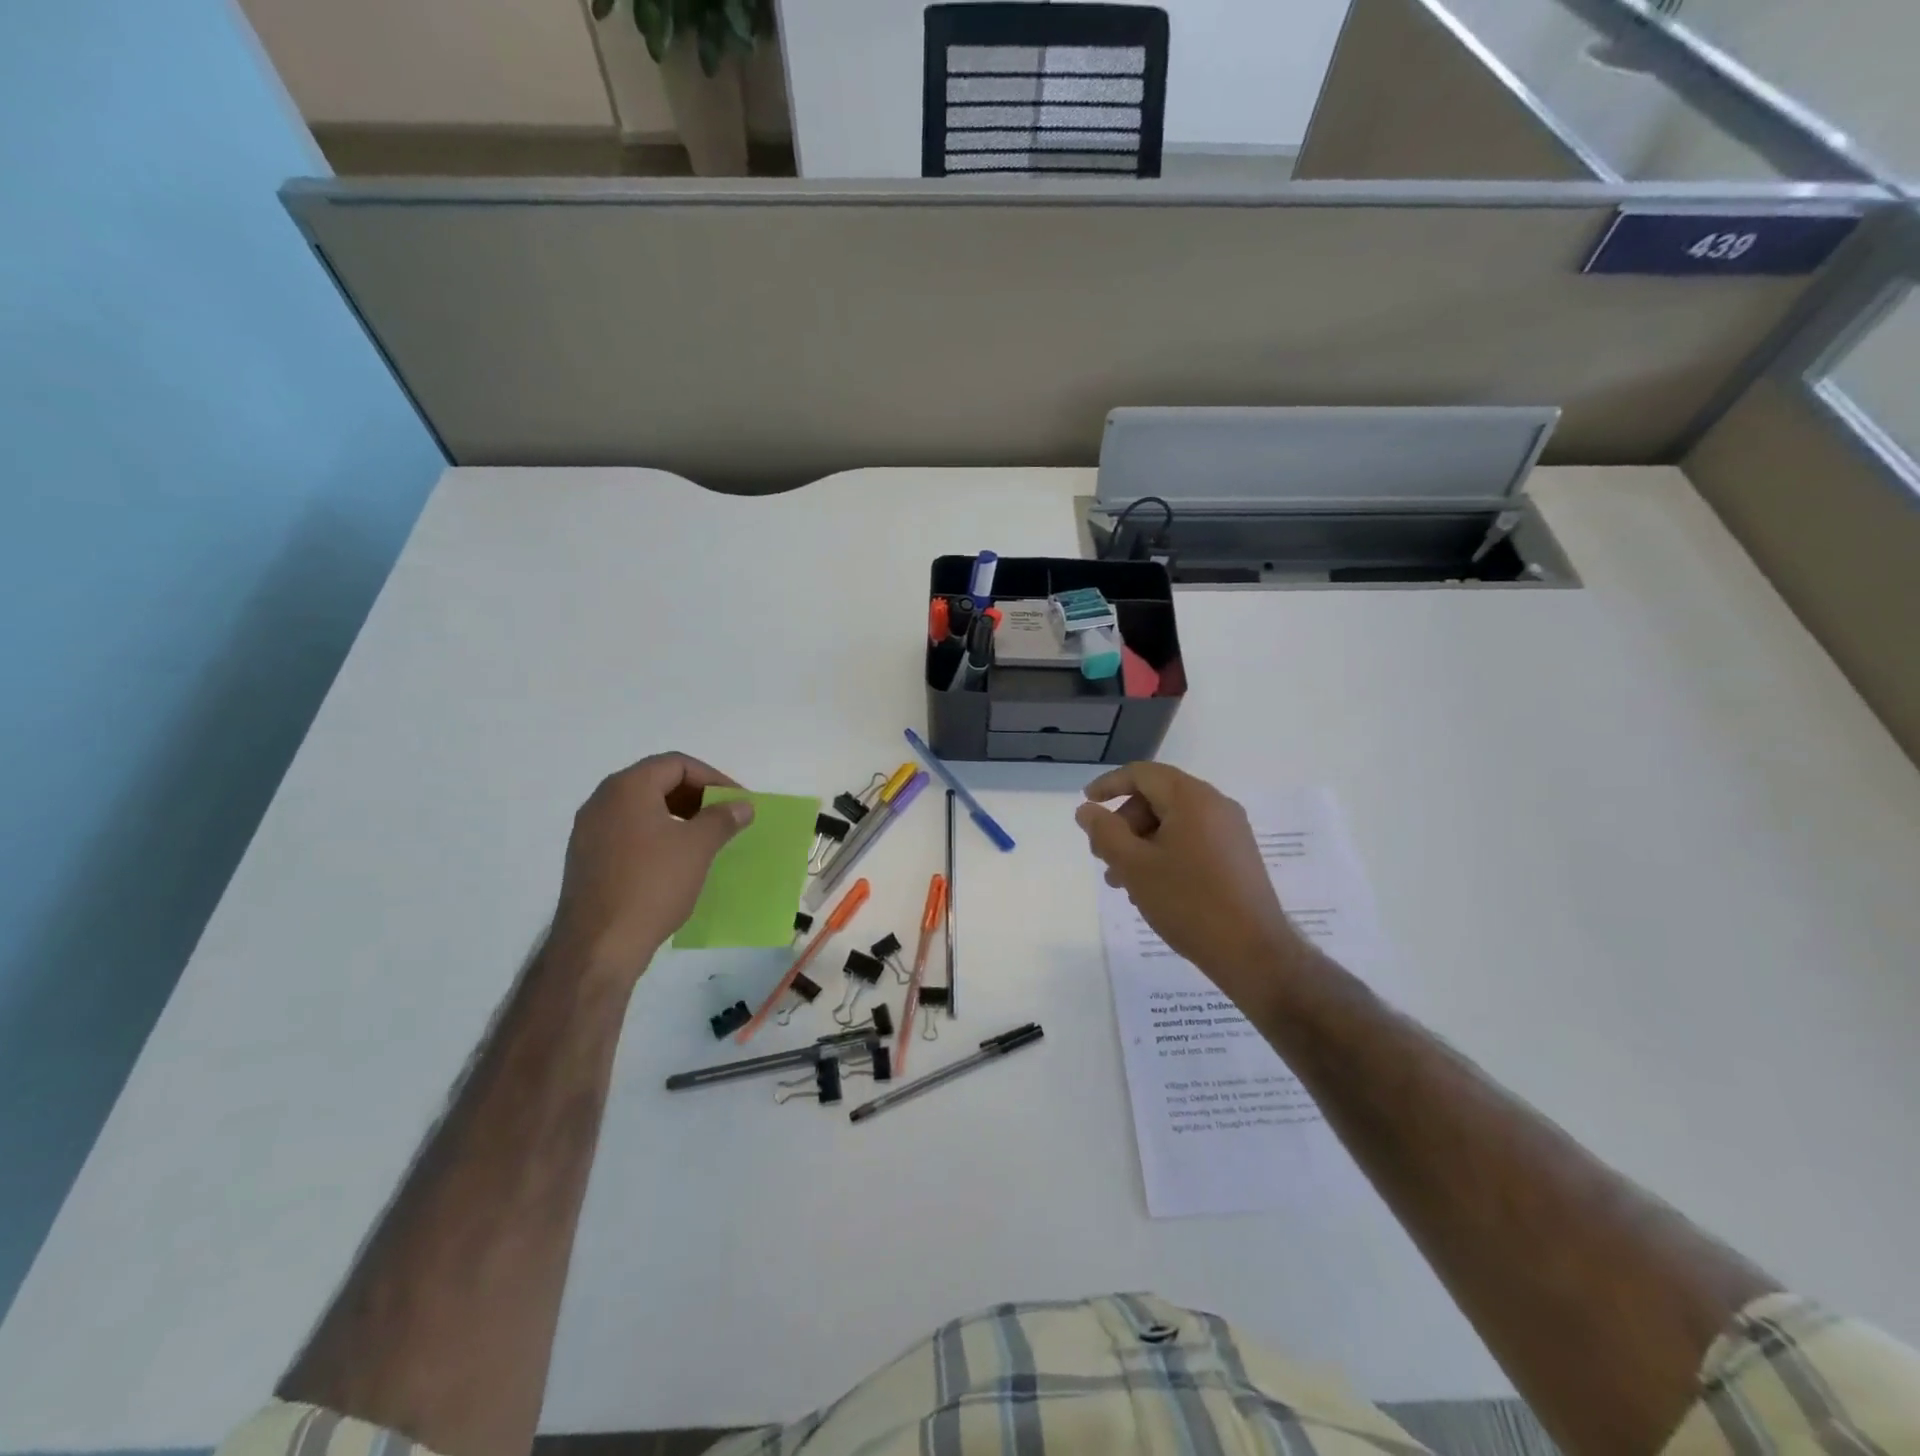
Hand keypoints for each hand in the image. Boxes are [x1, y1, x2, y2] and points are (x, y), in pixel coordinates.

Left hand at [551, 753, 753, 982]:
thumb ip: (722, 818)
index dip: (713, 778)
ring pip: (642, 808)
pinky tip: (675, 861)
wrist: (598, 946)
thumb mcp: (697, 847)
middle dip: (696, 796)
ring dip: (677, 816)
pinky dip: (656, 836)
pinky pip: (628, 832)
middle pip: (657, 782)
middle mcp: (602, 801)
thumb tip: (741, 805)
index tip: (737, 801)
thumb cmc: (652, 885)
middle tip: (725, 817)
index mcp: (627, 788)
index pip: (676, 764)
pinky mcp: (586, 859)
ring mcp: (589, 831)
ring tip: (705, 839)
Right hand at [1076, 762, 1311, 1009]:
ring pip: (1173, 823)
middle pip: (1157, 798)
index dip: (1109, 785)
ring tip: (1121, 881)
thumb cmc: (1188, 902)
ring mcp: (1231, 832)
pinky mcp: (1237, 857)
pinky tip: (1151, 888)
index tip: (1086, 804)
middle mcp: (1216, 806)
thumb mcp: (1134, 866)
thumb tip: (1086, 809)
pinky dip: (1165, 853)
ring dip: (1141, 844)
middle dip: (1124, 824)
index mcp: (1192, 798)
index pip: (1143, 774)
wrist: (1253, 952)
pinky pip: (1192, 841)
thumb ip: (1104, 832)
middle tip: (1103, 857)